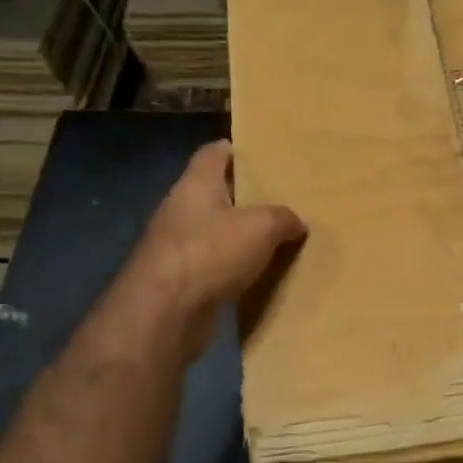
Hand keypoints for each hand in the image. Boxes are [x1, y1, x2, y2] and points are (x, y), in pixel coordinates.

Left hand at [104, 140, 304, 356]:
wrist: (165, 312)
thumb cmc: (211, 252)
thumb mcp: (261, 227)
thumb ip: (283, 218)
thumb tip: (297, 222)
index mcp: (196, 183)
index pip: (214, 153)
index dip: (237, 150)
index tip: (263, 157)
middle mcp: (181, 209)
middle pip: (215, 193)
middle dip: (245, 197)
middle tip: (281, 201)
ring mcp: (176, 246)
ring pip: (215, 232)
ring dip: (239, 236)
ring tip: (276, 240)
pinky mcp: (179, 279)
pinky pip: (213, 265)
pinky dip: (233, 268)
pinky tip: (257, 275)